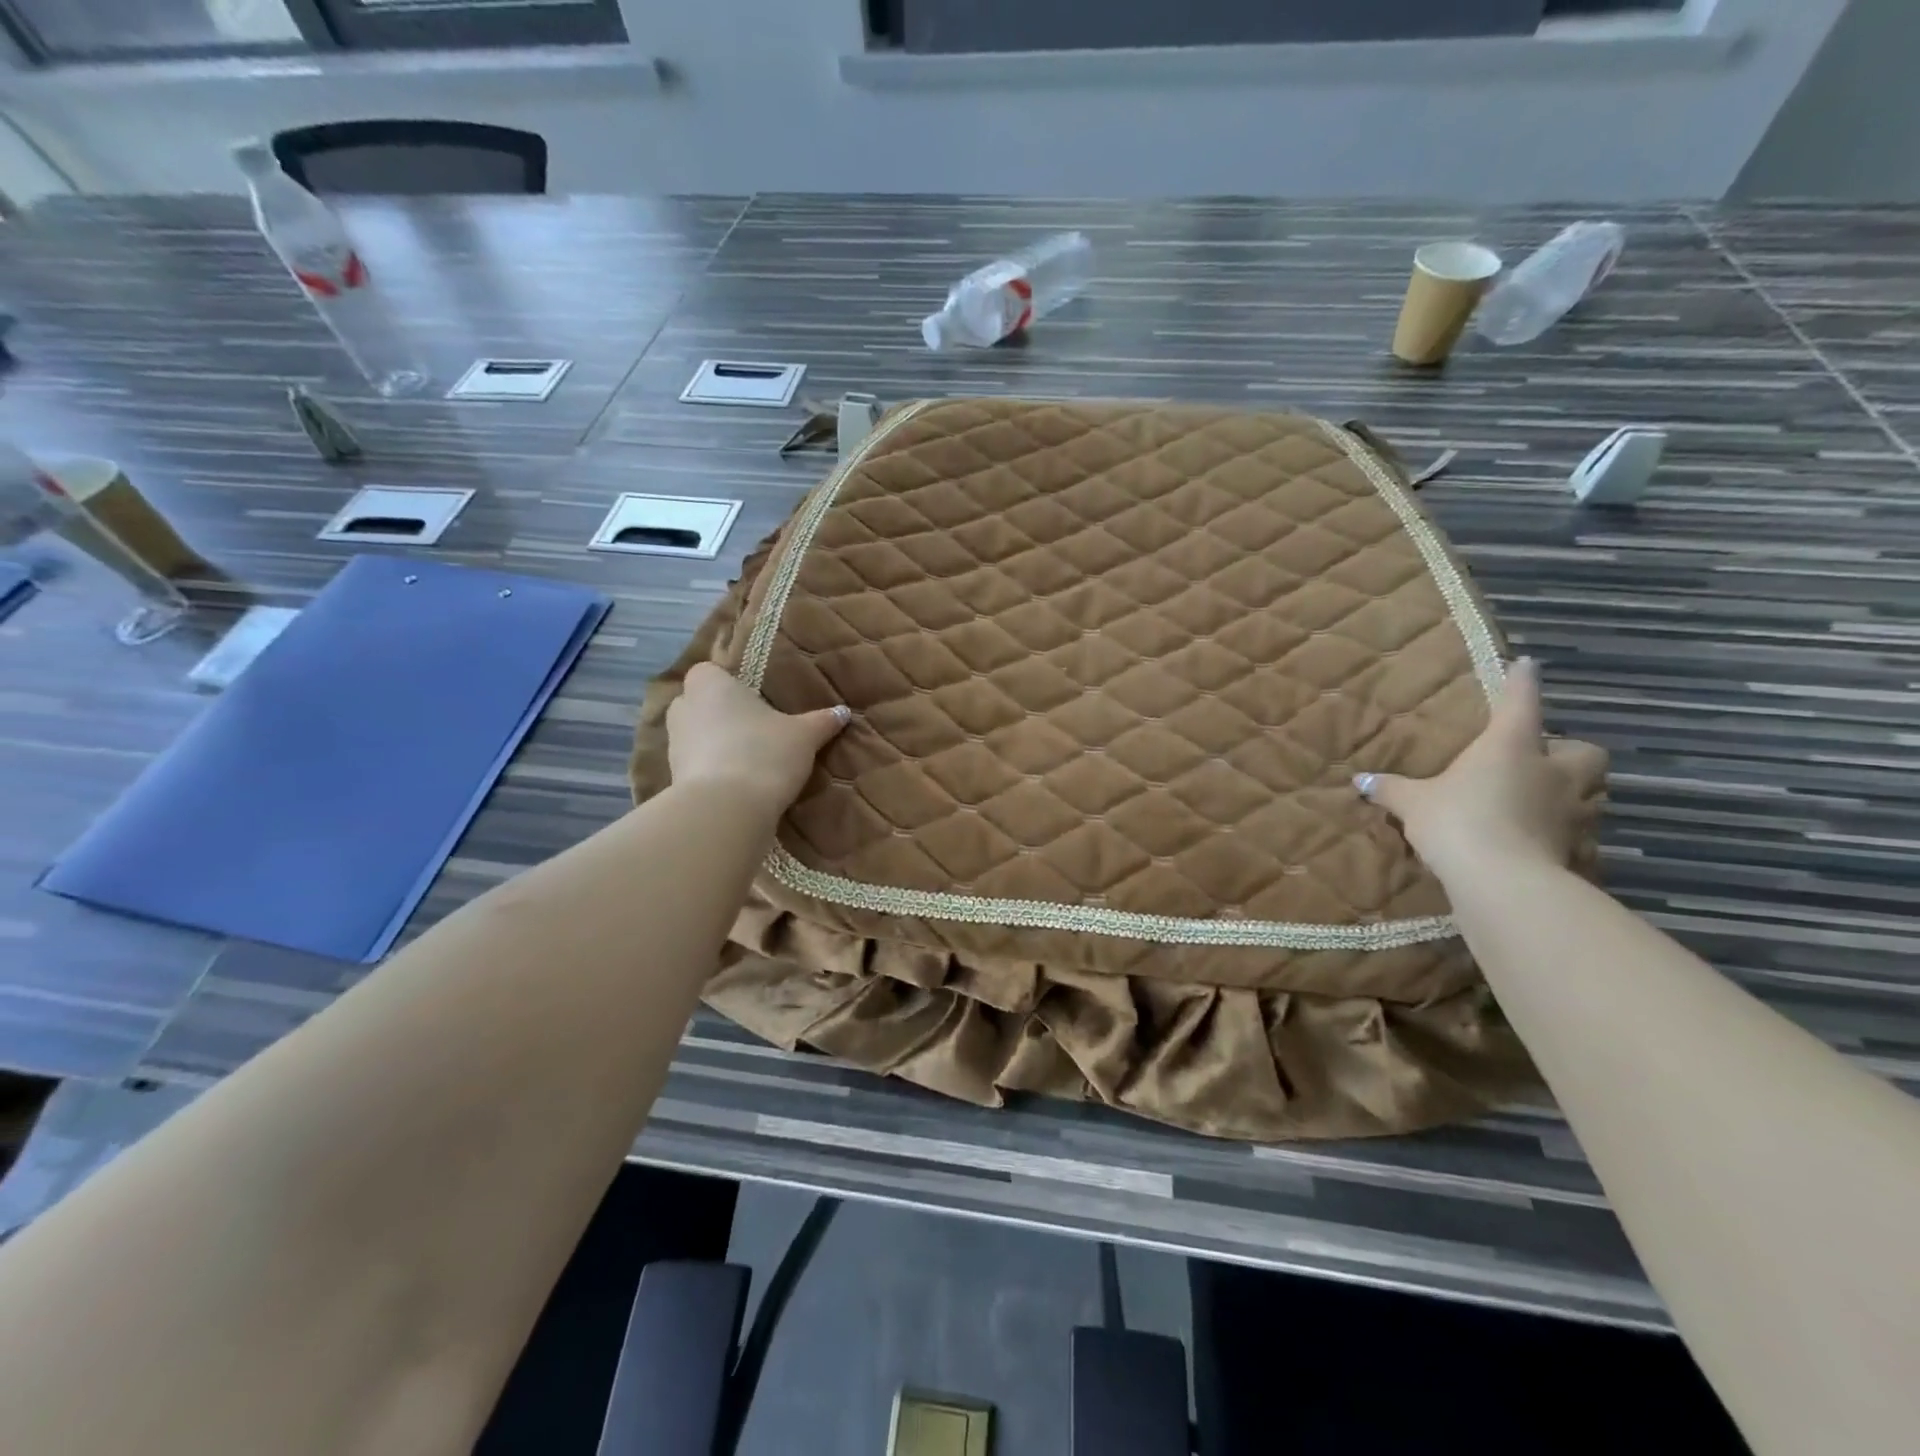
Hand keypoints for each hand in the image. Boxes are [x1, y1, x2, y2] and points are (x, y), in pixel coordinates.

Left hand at [666, 663, 849, 813]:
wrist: (727, 809)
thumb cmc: (764, 753)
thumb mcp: (804, 736)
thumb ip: (822, 722)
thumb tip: (843, 712)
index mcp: (710, 684)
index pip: (709, 671)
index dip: (729, 683)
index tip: (753, 699)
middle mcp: (684, 708)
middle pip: (699, 703)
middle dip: (720, 713)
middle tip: (754, 727)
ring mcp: (673, 745)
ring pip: (696, 736)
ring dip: (715, 744)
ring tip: (749, 758)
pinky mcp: (673, 779)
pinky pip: (695, 765)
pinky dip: (711, 771)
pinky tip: (738, 783)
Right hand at [1356, 659, 1601, 887]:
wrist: (1502, 881)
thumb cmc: (1457, 821)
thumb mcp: (1413, 803)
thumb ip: (1391, 789)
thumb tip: (1360, 780)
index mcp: (1511, 747)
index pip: (1521, 703)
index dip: (1522, 682)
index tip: (1527, 664)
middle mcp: (1551, 772)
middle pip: (1584, 752)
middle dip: (1568, 752)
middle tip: (1543, 759)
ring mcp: (1571, 812)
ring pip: (1589, 793)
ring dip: (1570, 793)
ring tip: (1540, 801)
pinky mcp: (1577, 849)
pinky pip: (1578, 834)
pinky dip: (1563, 834)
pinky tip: (1538, 842)